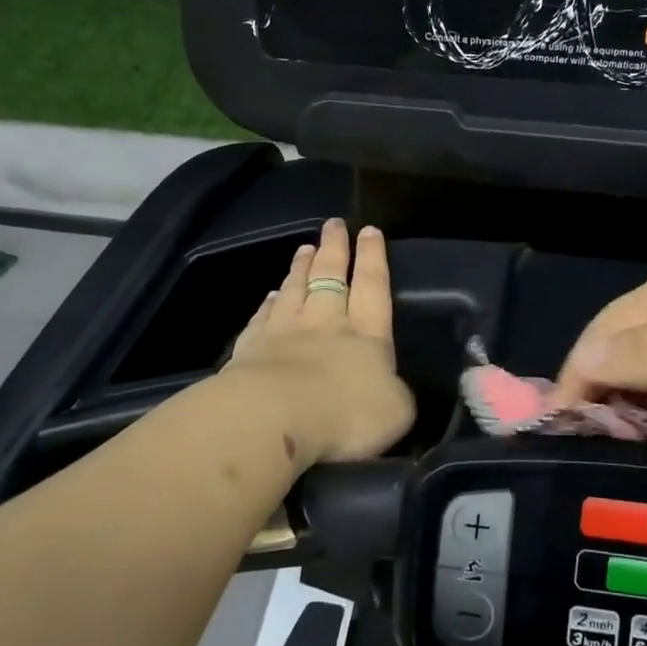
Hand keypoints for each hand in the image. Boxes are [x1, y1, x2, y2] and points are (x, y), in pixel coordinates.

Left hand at [220, 218, 415, 467]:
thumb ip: (396, 394)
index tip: (369, 230)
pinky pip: (263, 317)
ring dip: (300, 268)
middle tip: (333, 224)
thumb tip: (392, 388)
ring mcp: (284, 333)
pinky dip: (269, 303)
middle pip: (330, 277)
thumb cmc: (344, 415)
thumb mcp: (395, 411)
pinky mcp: (250, 350)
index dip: (373, 258)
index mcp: (367, 335)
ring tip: (304, 248)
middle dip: (334, 249)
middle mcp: (326, 324)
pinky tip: (271, 294)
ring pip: (295, 290)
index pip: (373, 287)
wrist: (273, 421)